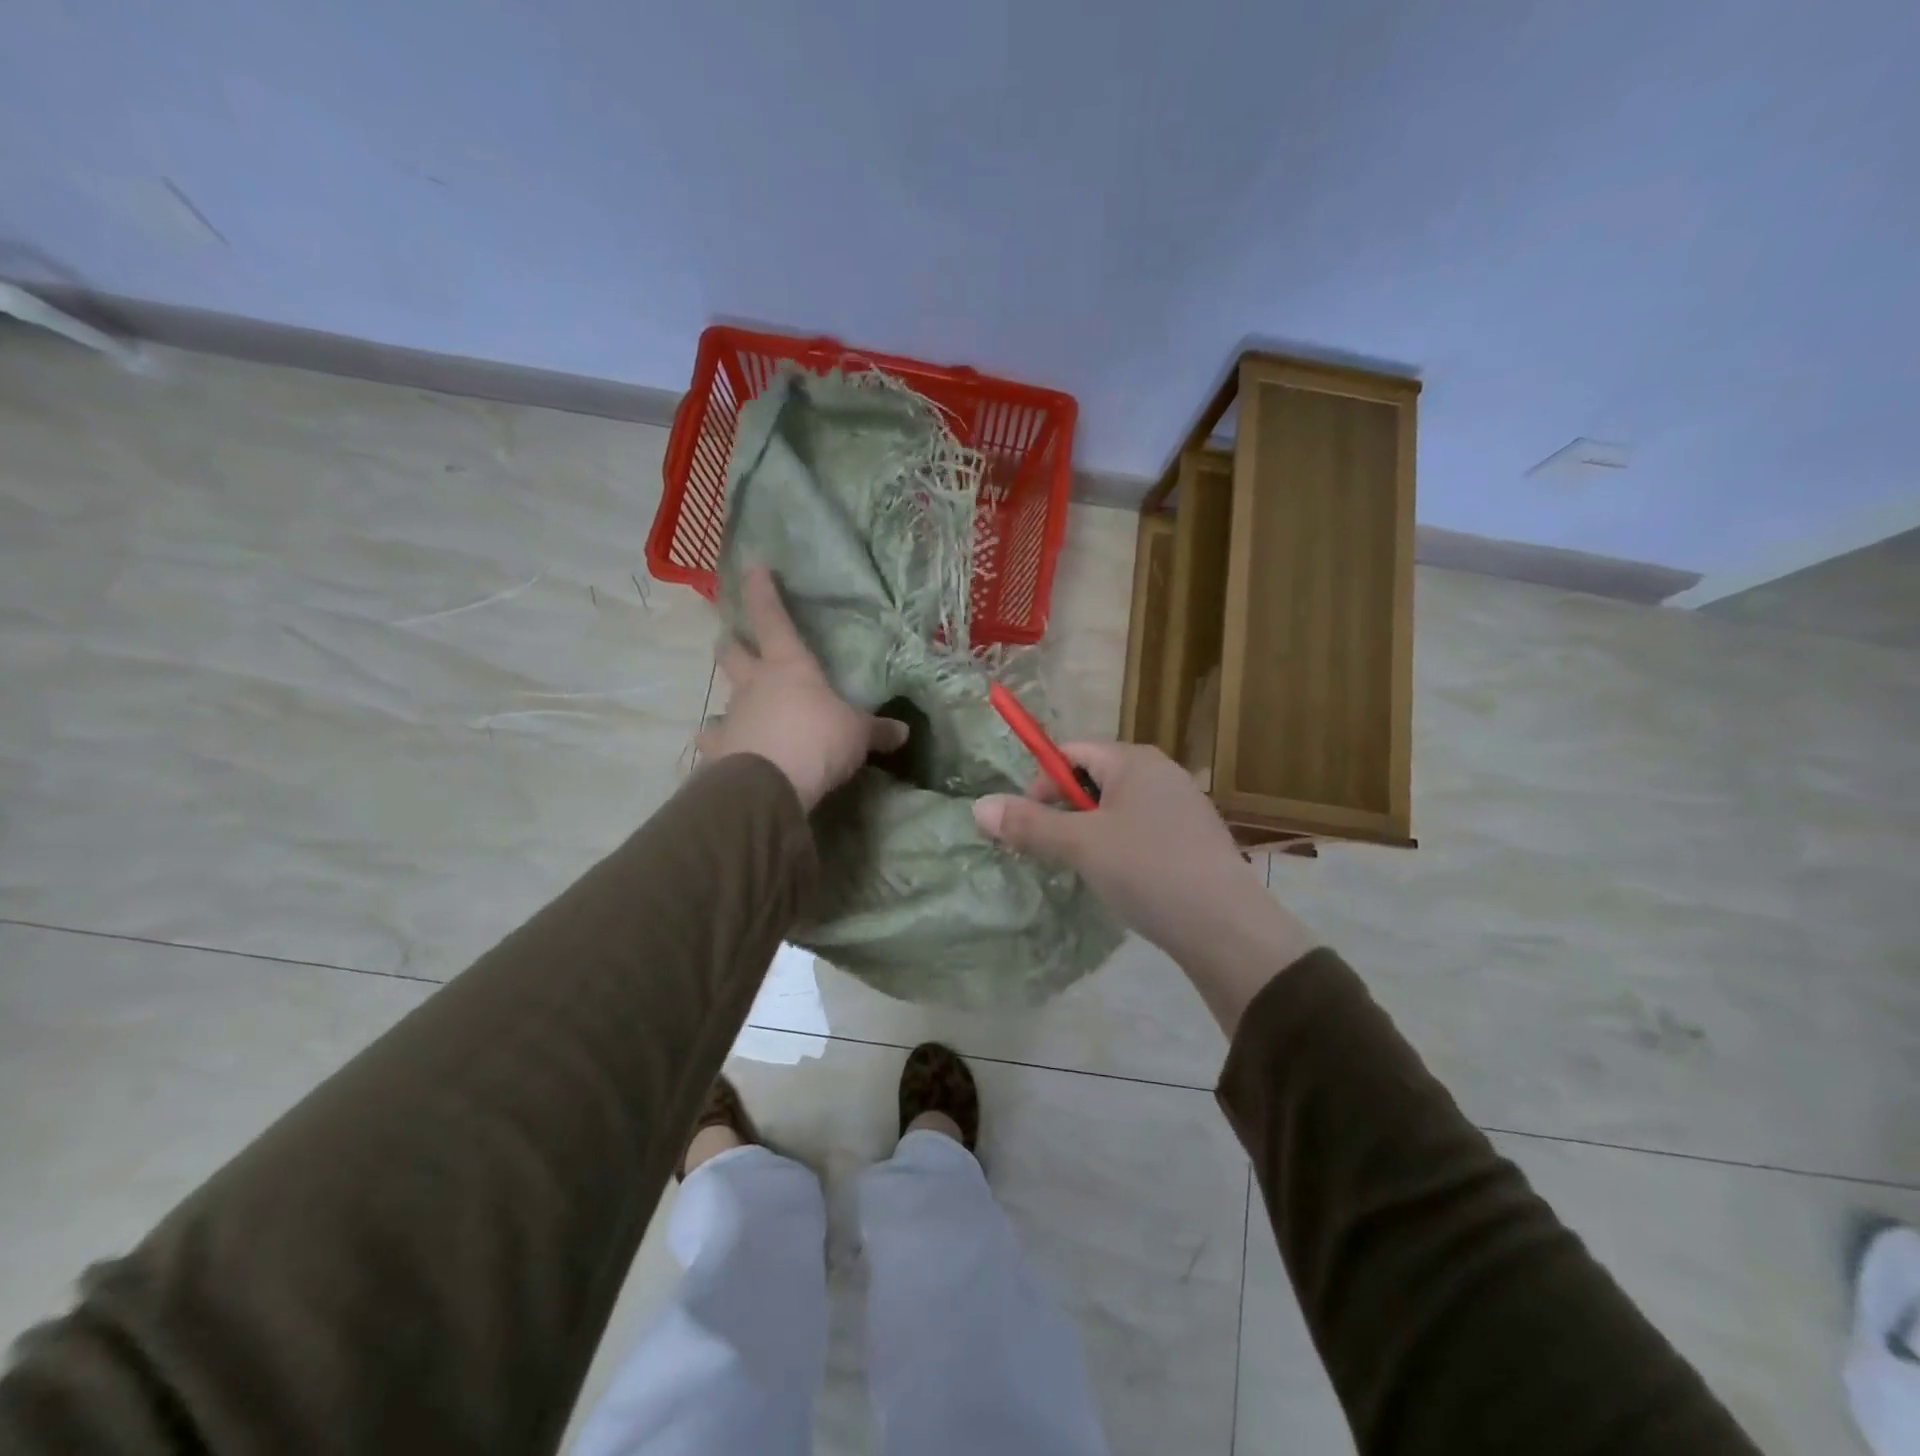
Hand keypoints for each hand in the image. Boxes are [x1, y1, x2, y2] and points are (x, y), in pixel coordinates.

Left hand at [698, 566, 907, 809]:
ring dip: (727, 701)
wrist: (771, 784)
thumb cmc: (818, 740)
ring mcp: (732, 716)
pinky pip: (713, 743)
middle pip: (733, 653)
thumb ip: (877, 731)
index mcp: (789, 667)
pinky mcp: (719, 751)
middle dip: (732, 643)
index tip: (753, 567)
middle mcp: (754, 685)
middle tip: (731, 640)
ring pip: (721, 698)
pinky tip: (718, 755)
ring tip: (731, 714)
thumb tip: (903, 732)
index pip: (773, 619)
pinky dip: (717, 747)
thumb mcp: (857, 734)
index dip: (764, 592)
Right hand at [972, 742, 1317, 1030]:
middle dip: (1064, 810)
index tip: (1027, 823)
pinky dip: (1119, 848)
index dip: (1040, 783)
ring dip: (1090, 832)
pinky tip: (1121, 881)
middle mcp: (1162, 773)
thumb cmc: (1147, 871)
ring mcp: (1183, 806)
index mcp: (1134, 761)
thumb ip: (1030, 824)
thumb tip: (978, 807)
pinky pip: (1141, 830)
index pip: (1071, 752)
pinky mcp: (1194, 839)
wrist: (1226, 928)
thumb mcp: (1080, 846)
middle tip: (1051, 850)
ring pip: (1117, 808)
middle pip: (1094, 779)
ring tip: (1082, 869)